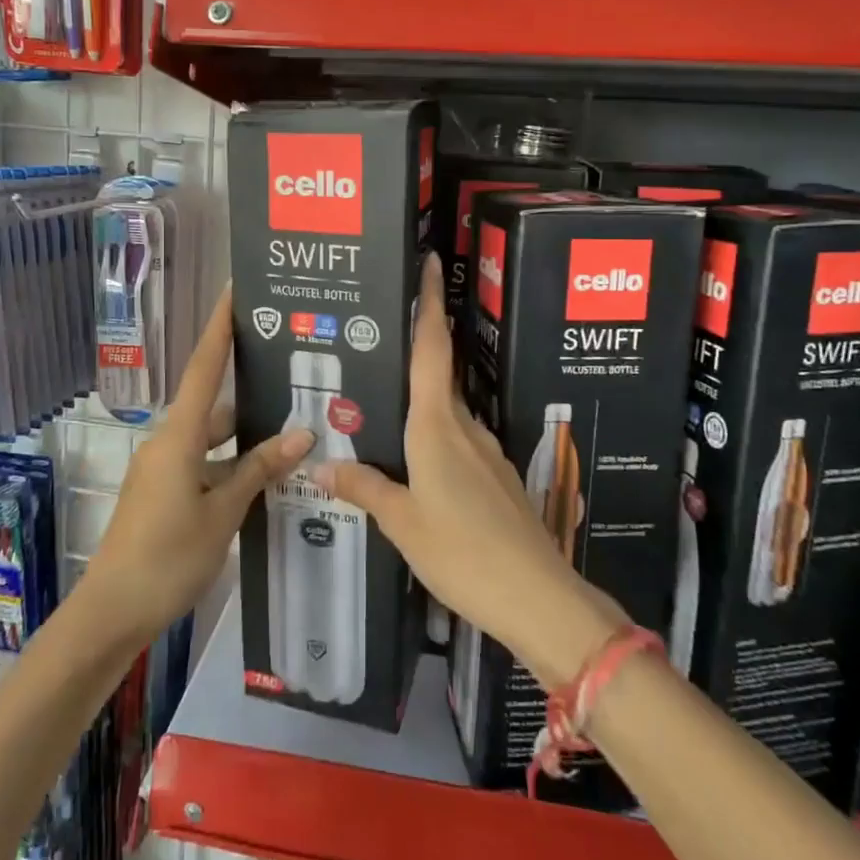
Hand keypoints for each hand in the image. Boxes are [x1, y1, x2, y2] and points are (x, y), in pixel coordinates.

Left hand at [82, 288, 314, 644]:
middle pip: (212, 404)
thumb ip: (258, 470)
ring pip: (211, 439)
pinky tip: (265, 475)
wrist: (112, 613)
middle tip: (291, 373)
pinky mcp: (163, 494)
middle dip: (248, 389)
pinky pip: (204, 463)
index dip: (219, 328)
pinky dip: (232, 463)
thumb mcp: (221, 513)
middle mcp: (167, 443)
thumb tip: (301, 433)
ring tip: (293, 427)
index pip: (202, 368)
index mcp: (177, 437)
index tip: (234, 291)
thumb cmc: (167, 557)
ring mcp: (163, 470)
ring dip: (245, 435)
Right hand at [317, 256, 622, 685]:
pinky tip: (415, 466)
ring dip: (420, 406)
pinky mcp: (497, 480)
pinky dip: (434, 440)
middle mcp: (464, 428)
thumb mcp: (402, 521)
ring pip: (446, 415)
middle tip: (374, 348)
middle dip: (413, 355)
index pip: (431, 349)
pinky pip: (458, 445)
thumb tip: (322, 465)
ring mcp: (486, 454)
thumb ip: (364, 487)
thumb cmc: (462, 550)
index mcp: (438, 426)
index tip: (430, 263)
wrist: (537, 597)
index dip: (429, 303)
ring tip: (383, 410)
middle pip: (437, 377)